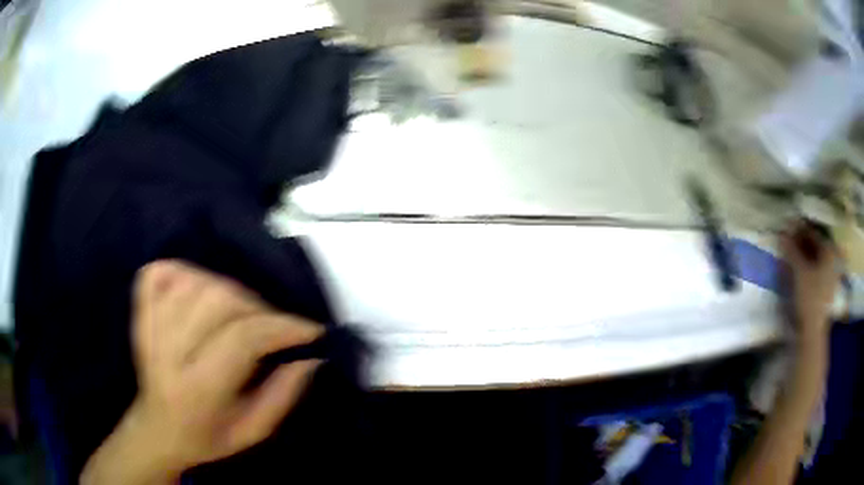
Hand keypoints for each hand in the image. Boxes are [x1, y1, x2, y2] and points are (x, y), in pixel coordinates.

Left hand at [82, 260, 323, 484]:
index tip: (310, 330)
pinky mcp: (139, 311)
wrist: (158, 430)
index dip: (281, 327)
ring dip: (229, 289)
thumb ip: (283, 396)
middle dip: (258, 308)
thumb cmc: (208, 437)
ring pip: (195, 282)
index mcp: (197, 390)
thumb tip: (310, 356)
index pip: (242, 339)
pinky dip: (185, 271)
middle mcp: (168, 352)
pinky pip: (162, 272)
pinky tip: (200, 288)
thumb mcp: (253, 432)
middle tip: (273, 326)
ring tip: (241, 312)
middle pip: (218, 301)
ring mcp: (149, 326)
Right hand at [782, 224, 839, 339]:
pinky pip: (815, 272)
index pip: (813, 234)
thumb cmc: (808, 298)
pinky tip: (798, 271)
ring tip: (790, 256)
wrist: (812, 332)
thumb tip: (782, 232)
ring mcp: (830, 278)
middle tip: (787, 241)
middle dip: (801, 243)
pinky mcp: (825, 291)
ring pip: (815, 260)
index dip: (799, 230)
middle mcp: (832, 261)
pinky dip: (806, 268)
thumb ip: (791, 250)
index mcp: (829, 252)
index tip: (787, 228)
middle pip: (815, 246)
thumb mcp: (798, 271)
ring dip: (803, 256)